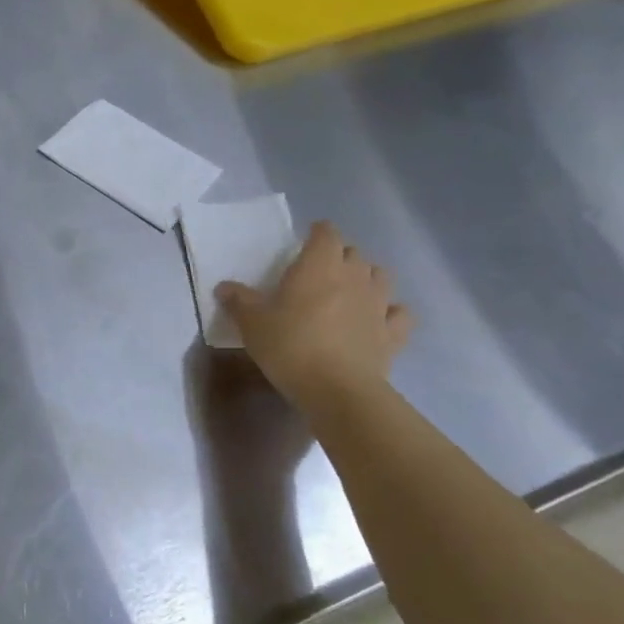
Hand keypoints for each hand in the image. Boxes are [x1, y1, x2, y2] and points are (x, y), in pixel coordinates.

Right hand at [217, 220, 411, 407]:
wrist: (337, 389)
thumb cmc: (290, 346)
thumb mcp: (252, 324)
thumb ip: (239, 301)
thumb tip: (224, 287)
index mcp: (319, 266)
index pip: (326, 233)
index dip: (317, 233)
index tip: (305, 242)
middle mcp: (354, 276)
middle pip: (353, 253)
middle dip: (338, 257)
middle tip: (319, 273)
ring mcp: (378, 304)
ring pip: (380, 276)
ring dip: (366, 278)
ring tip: (349, 291)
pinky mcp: (393, 333)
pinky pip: (398, 313)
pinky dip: (390, 312)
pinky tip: (377, 320)